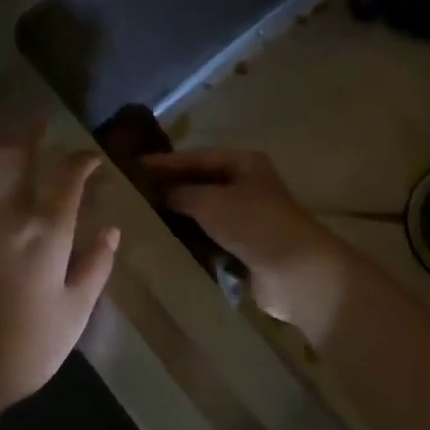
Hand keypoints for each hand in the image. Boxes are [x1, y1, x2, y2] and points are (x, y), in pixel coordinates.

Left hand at [0, 132, 119, 419]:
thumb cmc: (26, 345)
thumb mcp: (75, 311)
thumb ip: (95, 267)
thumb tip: (110, 233)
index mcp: (47, 231)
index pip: (67, 178)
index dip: (80, 161)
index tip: (90, 158)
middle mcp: (6, 216)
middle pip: (13, 158)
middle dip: (27, 134)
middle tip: (37, 123)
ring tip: (1, 145)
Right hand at [142, 149, 353, 343]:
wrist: (296, 272)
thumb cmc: (254, 225)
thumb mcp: (211, 202)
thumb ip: (182, 193)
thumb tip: (162, 193)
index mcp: (244, 164)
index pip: (197, 157)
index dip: (165, 162)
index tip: (132, 167)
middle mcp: (247, 186)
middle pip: (202, 183)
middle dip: (171, 189)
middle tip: (133, 194)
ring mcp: (248, 218)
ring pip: (206, 213)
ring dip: (180, 217)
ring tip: (142, 219)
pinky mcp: (246, 248)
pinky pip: (212, 239)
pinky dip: (193, 241)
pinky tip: (166, 245)